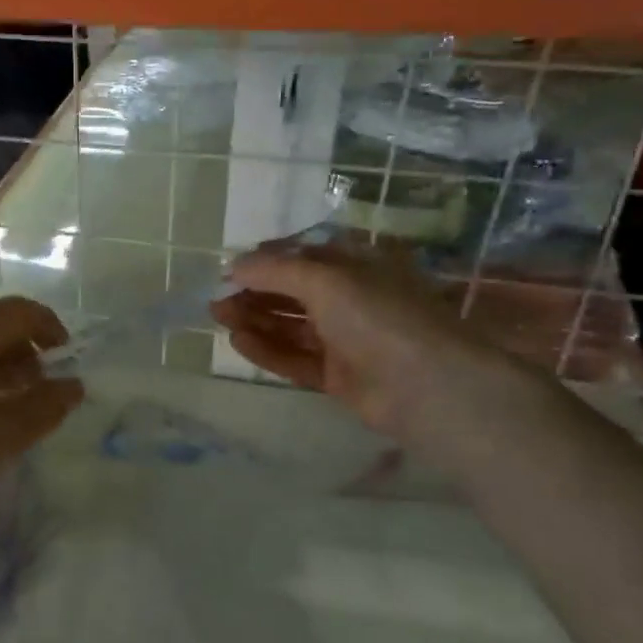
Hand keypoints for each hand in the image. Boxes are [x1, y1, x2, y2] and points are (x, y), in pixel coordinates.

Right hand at [210, 238, 512, 442]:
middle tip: (216, 299)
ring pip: (292, 326)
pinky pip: (296, 359)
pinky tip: (239, 342)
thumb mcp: (325, 279)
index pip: (303, 255)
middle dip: (254, 292)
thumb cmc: (378, 316)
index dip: (266, 260)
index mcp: (357, 265)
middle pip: (293, 292)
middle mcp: (352, 299)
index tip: (230, 269)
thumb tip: (234, 265)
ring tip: (218, 317)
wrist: (427, 387)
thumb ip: (275, 270)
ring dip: (256, 319)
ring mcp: (346, 339)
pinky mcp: (339, 376)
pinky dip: (268, 350)